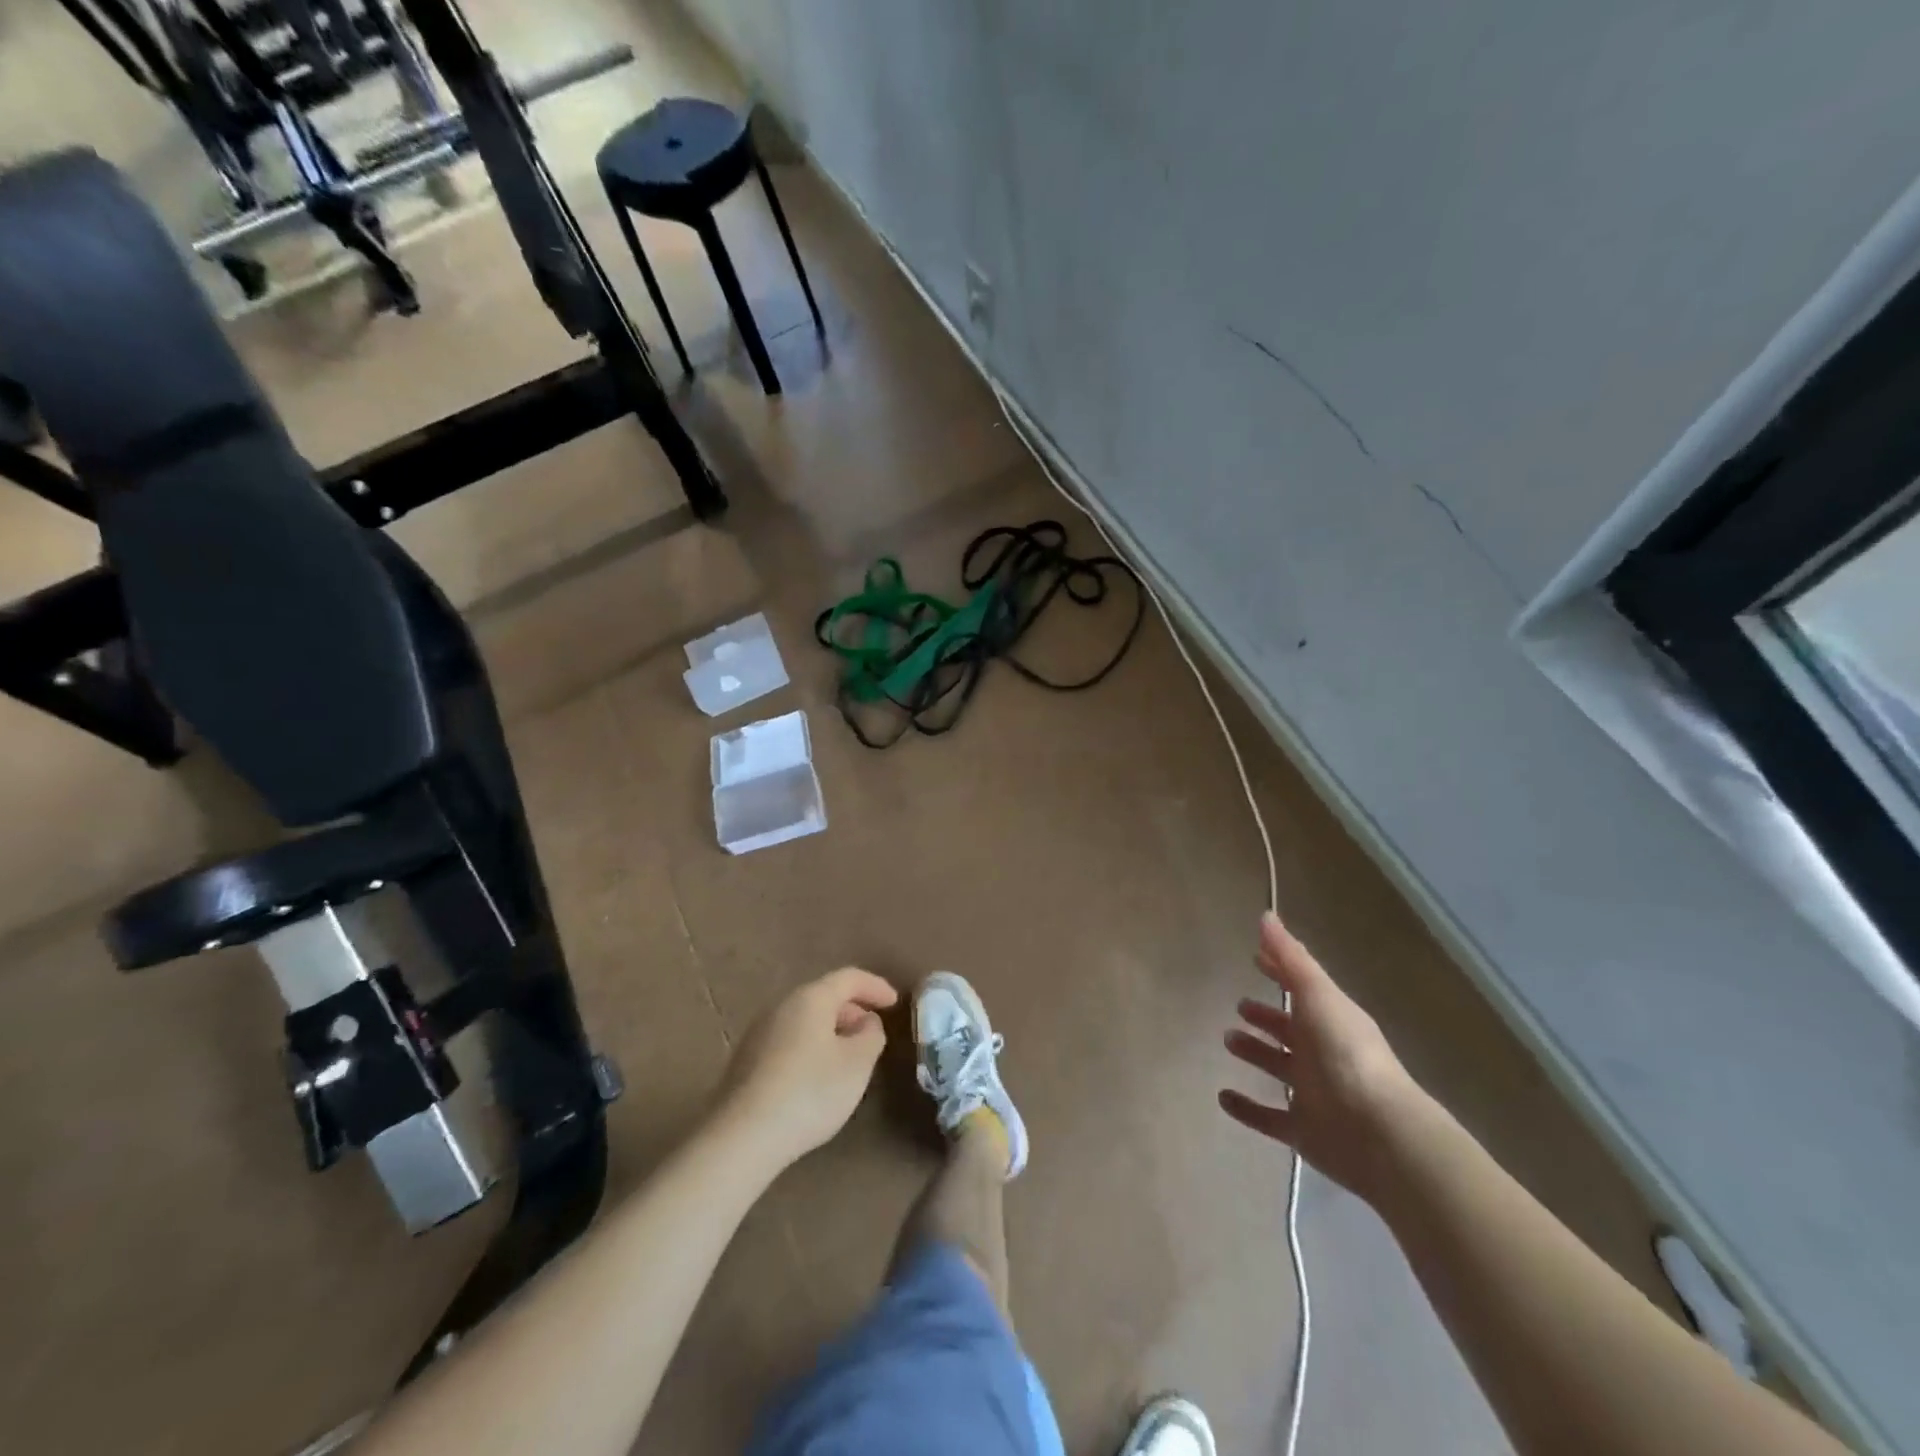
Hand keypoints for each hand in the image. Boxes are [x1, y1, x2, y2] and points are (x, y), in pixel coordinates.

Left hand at [716, 968, 898, 1169]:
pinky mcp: (746, 1061)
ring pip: (805, 1020)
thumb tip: (866, 1022)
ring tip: (849, 1056)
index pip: (849, 978)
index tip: (895, 1002)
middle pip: (823, 996)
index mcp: (810, 998)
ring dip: (831, 1030)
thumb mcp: (857, 1064)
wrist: (742, 1137)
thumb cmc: (809, 1092)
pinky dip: (811, 1047)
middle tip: (872, 1031)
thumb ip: (871, 1035)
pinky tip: (817, 1077)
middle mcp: (781, 1006)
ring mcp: (759, 1033)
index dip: (875, 986)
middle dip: (852, 1009)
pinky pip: (789, 1041)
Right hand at [1218, 912, 1425, 1201]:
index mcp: (1329, 1020)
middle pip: (1290, 1029)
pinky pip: (1268, 1117)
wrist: (1378, 1134)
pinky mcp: (1301, 1131)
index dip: (1278, 971)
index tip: (1254, 956)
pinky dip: (1246, 1108)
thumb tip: (1266, 916)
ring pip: (1278, 1067)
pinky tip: (1223, 1097)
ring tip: (1228, 1040)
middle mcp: (1322, 1053)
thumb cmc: (1345, 1054)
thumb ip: (1291, 958)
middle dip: (1266, 1016)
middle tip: (1239, 1006)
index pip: (1300, 988)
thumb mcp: (1317, 996)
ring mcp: (1312, 1094)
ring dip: (1255, 1053)